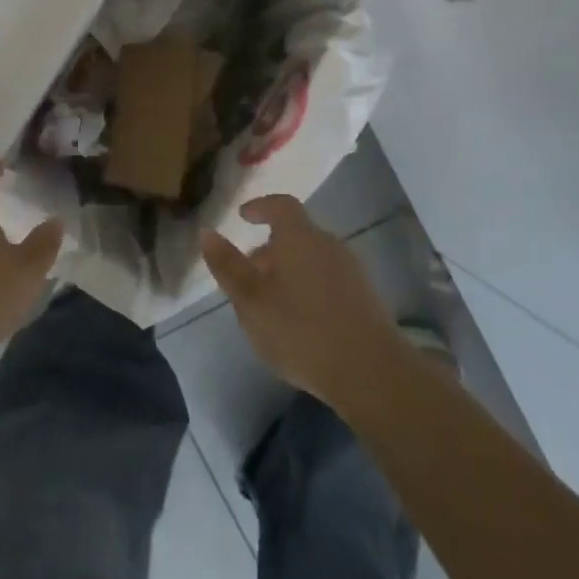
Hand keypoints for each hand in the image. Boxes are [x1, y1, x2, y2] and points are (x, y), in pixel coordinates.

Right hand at [201, 195, 402, 410]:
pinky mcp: (365, 298)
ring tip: (269, 302)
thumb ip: (228, 265)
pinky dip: (307, 287)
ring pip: (311, 259)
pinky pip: (327, 279)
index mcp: (300, 237)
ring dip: (288, 271)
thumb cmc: (301, 330)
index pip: (281, 205)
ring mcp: (352, 271)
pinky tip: (299, 320)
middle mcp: (329, 245)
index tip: (243, 216)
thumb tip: (207, 232)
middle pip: (296, 235)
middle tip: (247, 273)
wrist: (371, 373)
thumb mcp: (251, 301)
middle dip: (269, 249)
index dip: (260, 207)